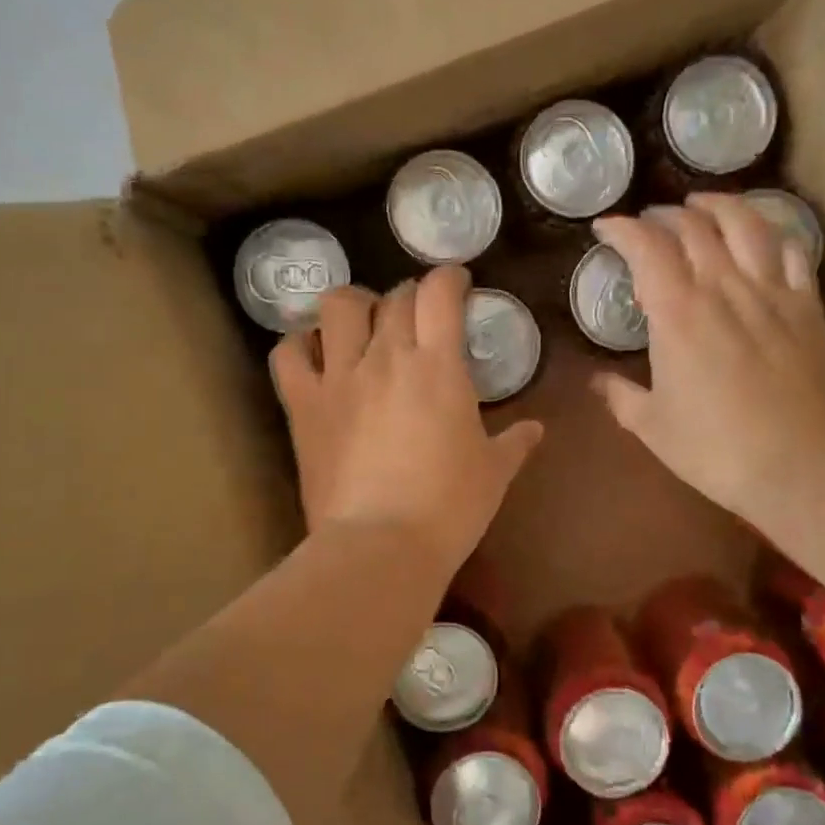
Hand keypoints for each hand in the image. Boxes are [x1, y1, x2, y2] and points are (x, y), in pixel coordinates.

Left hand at [270, 266, 543, 579]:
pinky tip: (315, 354)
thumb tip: (535, 429)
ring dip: (354, 304)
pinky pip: (289, 354)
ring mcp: (339, 377)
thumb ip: (515, 442)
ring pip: (337, 307)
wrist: (381, 546)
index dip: (450, 278)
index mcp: (438, 365)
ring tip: (363, 322)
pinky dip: (300, 344)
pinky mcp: (304, 405)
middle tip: (420, 316)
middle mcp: (385, 357)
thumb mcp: (494, 472)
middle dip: (411, 295)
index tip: (458, 283)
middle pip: (394, 297)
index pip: (440, 294)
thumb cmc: (449, 507)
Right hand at [591, 194, 824, 530]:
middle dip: (665, 214)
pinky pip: (792, 251)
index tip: (606, 227)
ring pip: (746, 224)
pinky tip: (761, 237)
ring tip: (703, 204)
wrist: (797, 466)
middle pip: (693, 226)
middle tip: (650, 222)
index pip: (646, 246)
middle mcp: (723, 287)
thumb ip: (620, 396)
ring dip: (719, 205)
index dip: (622, 228)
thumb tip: (597, 381)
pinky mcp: (807, 307)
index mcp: (677, 312)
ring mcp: (771, 293)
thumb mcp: (651, 426)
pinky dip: (772, 234)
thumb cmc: (713, 448)